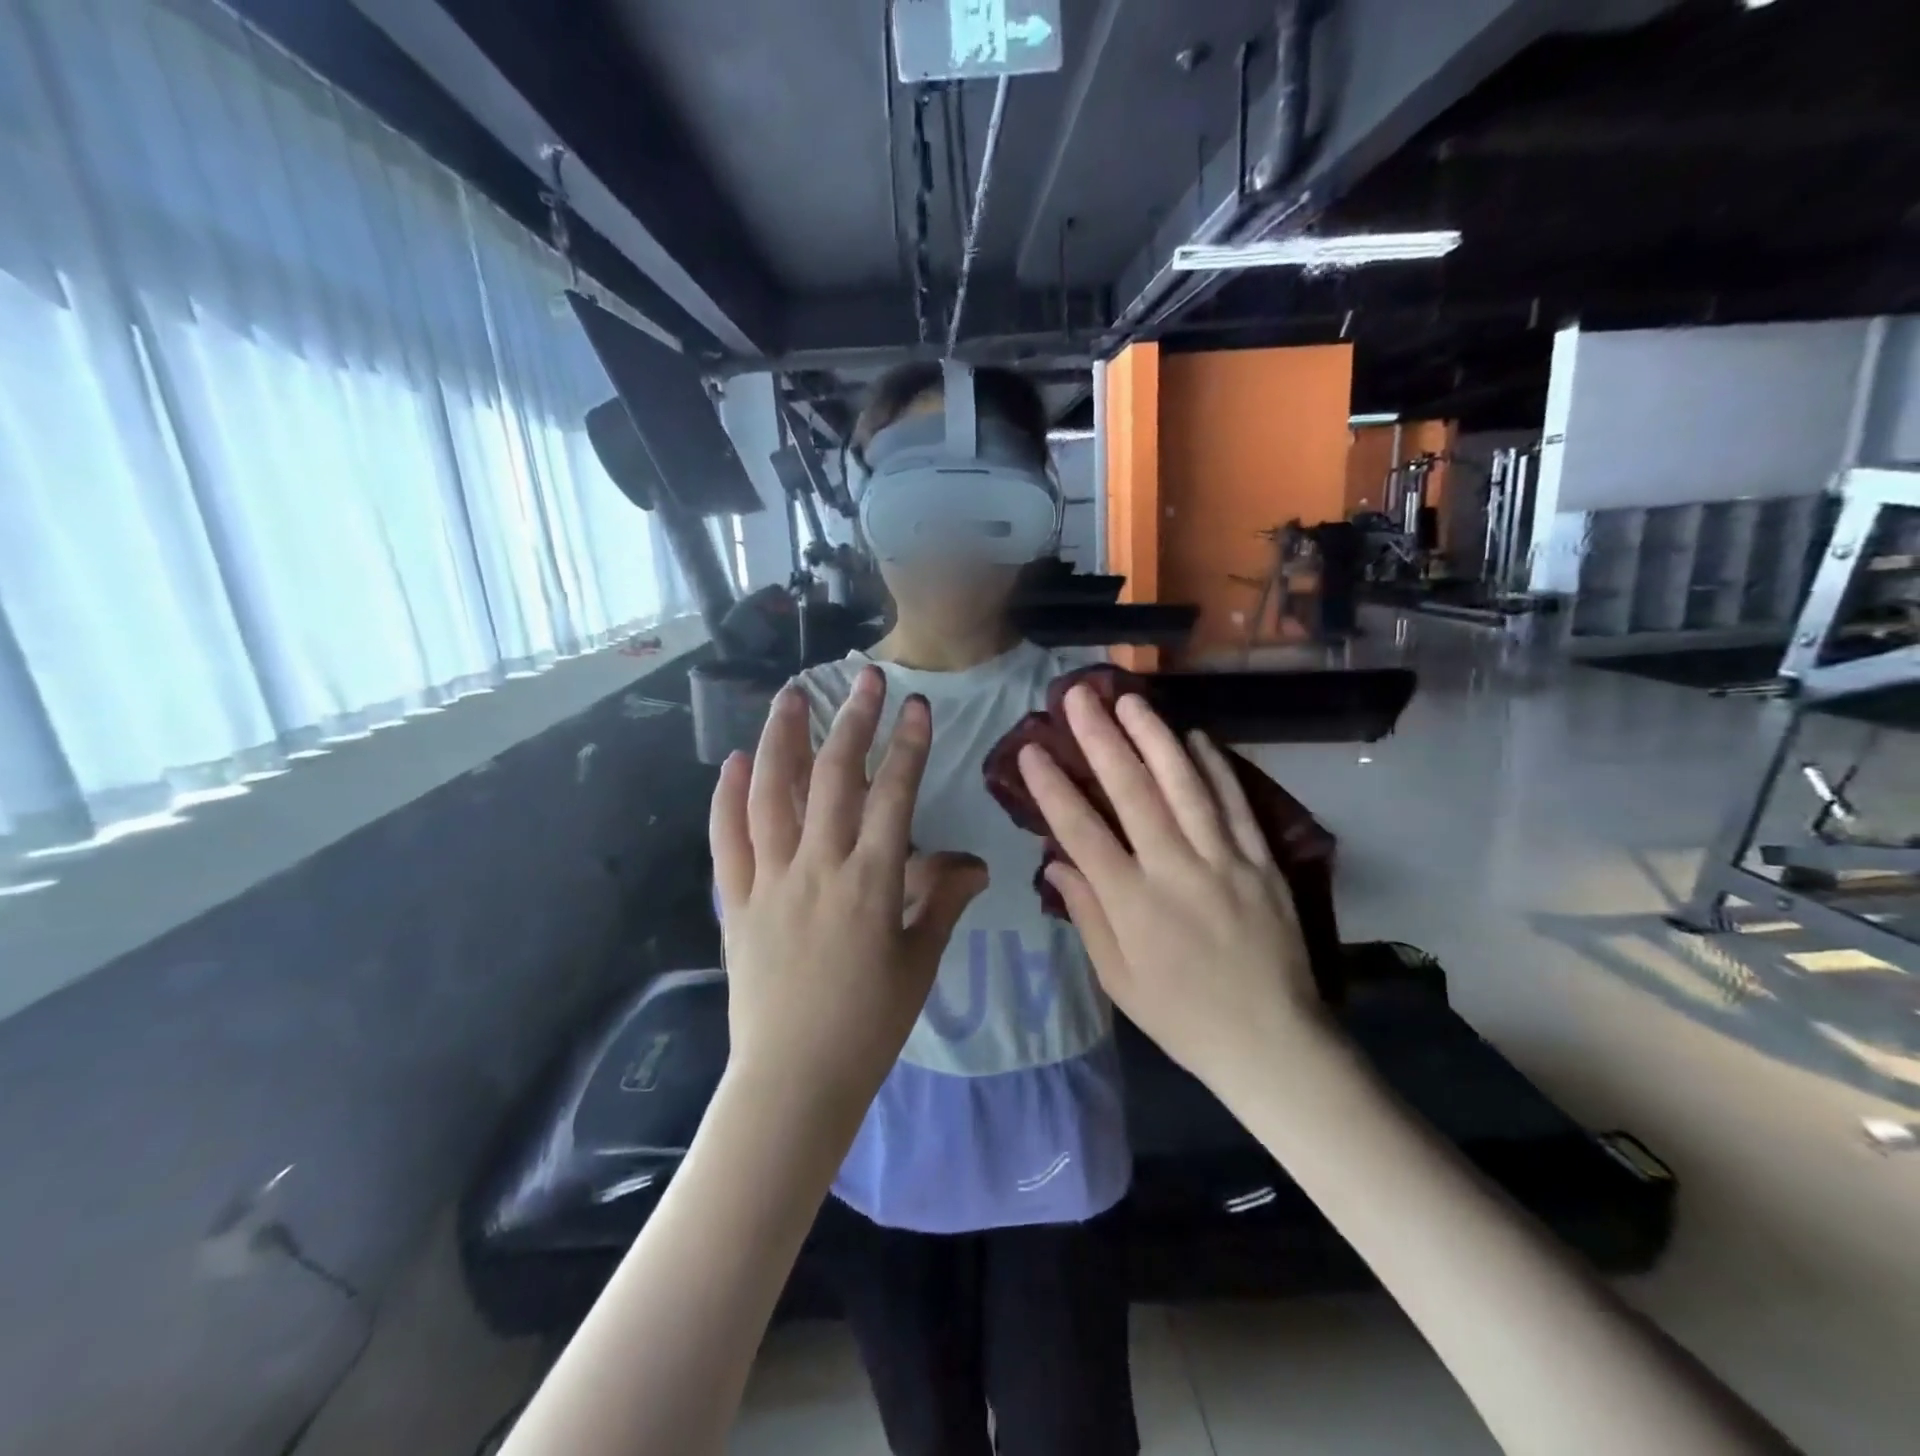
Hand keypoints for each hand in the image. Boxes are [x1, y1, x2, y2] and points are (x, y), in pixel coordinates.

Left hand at [711, 667, 986, 1118]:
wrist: (794, 1079)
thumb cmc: (868, 1024)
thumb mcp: (918, 962)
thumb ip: (943, 902)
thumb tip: (976, 862)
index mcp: (870, 882)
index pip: (893, 796)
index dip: (908, 746)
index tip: (915, 705)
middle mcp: (818, 868)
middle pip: (834, 779)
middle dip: (852, 722)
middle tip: (863, 678)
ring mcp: (770, 881)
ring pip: (772, 795)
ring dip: (781, 740)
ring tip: (791, 695)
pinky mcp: (737, 901)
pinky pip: (728, 839)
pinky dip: (728, 798)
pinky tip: (734, 763)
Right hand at [1017, 685, 1328, 1088]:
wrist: (1273, 1043)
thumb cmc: (1182, 1016)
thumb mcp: (1118, 979)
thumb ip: (1087, 914)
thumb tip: (1055, 862)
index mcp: (1133, 904)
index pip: (1082, 832)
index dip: (1053, 788)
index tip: (1031, 750)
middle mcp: (1176, 870)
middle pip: (1132, 792)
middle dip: (1100, 739)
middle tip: (1077, 696)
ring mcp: (1224, 860)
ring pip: (1185, 785)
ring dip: (1154, 736)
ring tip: (1130, 699)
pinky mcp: (1262, 860)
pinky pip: (1234, 803)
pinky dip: (1214, 766)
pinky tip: (1195, 736)